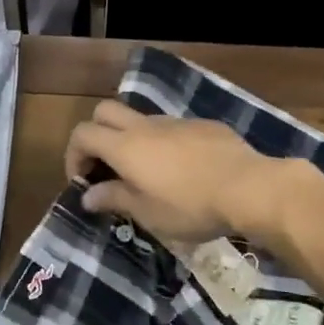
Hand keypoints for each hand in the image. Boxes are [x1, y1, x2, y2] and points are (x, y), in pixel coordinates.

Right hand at [63, 99, 292, 244]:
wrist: (249, 188)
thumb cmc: (190, 206)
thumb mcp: (147, 213)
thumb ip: (114, 198)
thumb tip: (88, 195)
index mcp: (124, 146)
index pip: (82, 134)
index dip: (73, 155)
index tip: (83, 181)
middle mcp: (144, 126)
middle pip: (105, 111)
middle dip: (96, 134)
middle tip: (105, 166)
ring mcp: (175, 122)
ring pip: (140, 118)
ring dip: (130, 139)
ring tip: (144, 173)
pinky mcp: (202, 126)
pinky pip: (172, 128)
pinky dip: (163, 143)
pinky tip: (181, 170)